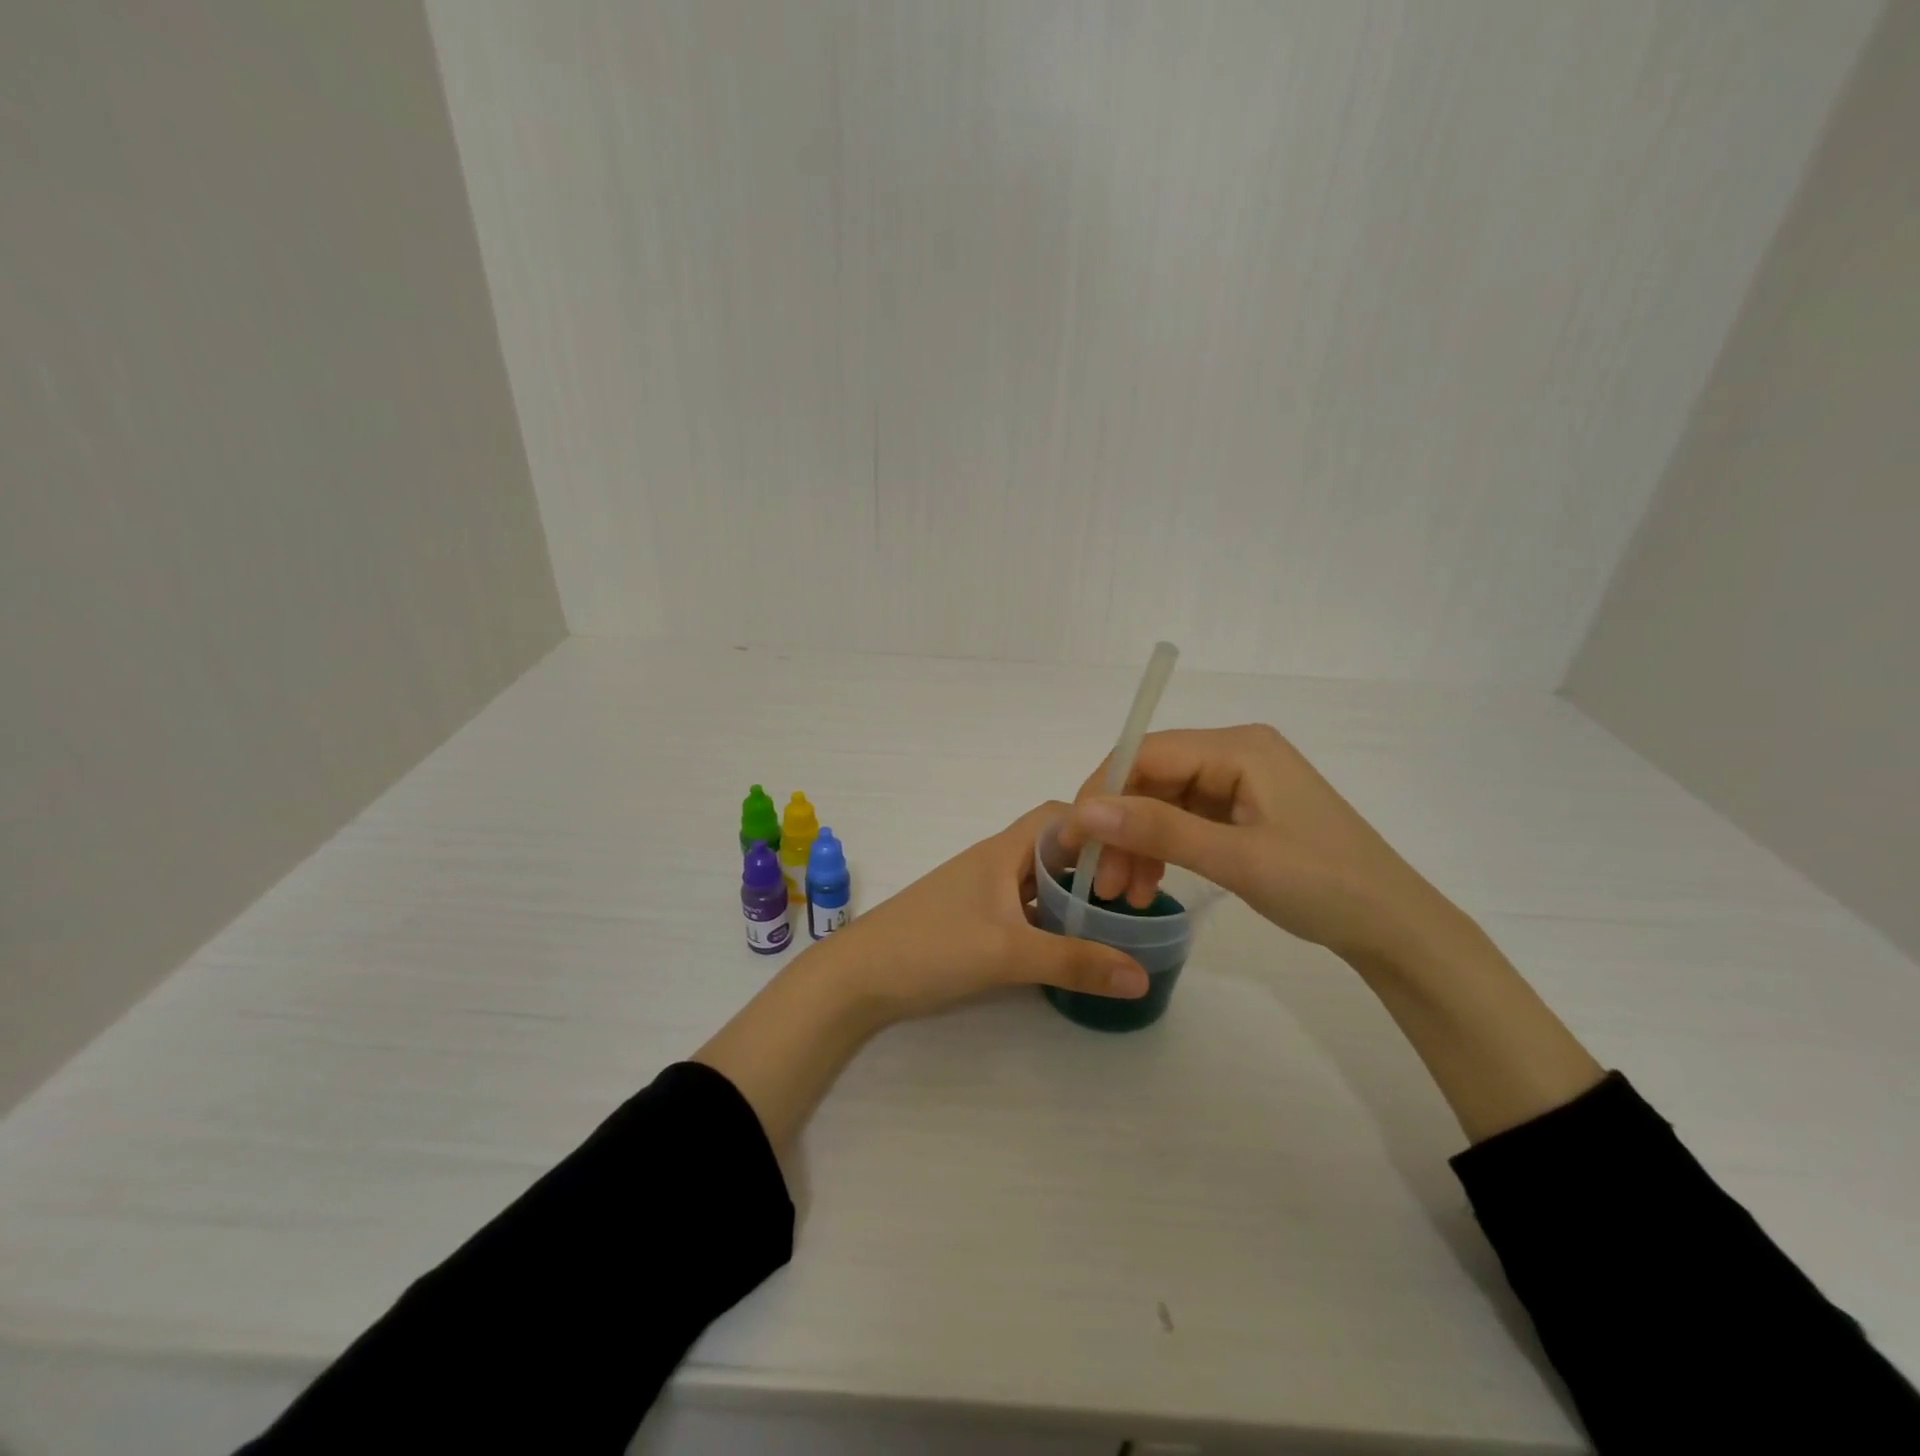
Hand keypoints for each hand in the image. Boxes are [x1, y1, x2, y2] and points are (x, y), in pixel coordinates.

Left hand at [809, 801, 1149, 1026]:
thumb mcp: (1007, 953)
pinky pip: (1023, 909)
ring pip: (1038, 881)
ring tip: (1113, 923)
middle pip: (1054, 848)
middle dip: (1094, 866)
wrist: (857, 978)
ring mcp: (981, 893)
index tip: (1137, 855)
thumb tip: (1142, 974)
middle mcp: (995, 863)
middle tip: (1134, 897)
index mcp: (1003, 851)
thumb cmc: (931, 947)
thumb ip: (1074, 962)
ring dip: (1072, 896)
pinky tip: (1067, 947)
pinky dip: (1049, 920)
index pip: (1060, 815)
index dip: (1099, 826)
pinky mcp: (972, 921)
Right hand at [1060, 725, 1457, 965]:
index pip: (1146, 753)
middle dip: (1120, 827)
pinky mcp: (1243, 812)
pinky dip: (1162, 851)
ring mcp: (1240, 783)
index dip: (1102, 791)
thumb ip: (1159, 830)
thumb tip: (1085, 810)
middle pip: (1152, 778)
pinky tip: (1149, 886)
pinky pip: (1184, 822)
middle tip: (1099, 880)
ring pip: (1163, 803)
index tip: (1073, 838)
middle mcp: (1236, 754)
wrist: (1394, 928)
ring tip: (1122, 894)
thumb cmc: (1323, 886)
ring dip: (1137, 844)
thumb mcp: (1236, 859)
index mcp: (1239, 747)